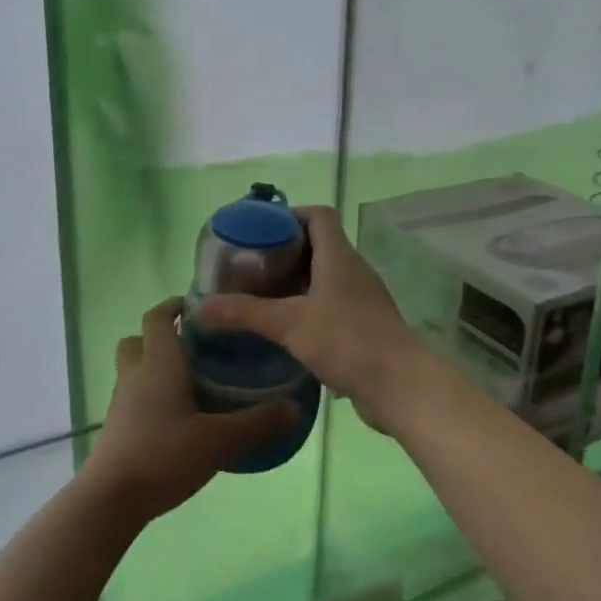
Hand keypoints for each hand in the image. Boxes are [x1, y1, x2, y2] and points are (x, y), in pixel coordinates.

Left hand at [80, 298, 300, 524]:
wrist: (110, 500)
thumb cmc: (163, 455)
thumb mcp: (218, 440)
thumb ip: (257, 423)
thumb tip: (295, 408)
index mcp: (159, 364)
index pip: (158, 317)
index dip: (174, 306)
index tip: (199, 309)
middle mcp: (135, 375)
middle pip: (139, 340)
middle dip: (161, 336)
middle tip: (195, 348)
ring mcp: (121, 403)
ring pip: (134, 370)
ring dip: (155, 367)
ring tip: (191, 384)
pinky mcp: (117, 428)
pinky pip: (134, 398)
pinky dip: (151, 397)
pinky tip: (178, 419)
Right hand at [197, 206, 427, 430]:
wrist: (401, 385)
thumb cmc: (347, 341)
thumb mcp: (289, 324)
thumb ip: (244, 313)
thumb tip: (199, 307)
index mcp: (339, 256)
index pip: (319, 215)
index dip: (290, 215)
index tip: (260, 231)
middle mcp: (354, 270)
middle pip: (319, 245)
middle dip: (285, 252)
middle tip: (251, 267)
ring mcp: (363, 298)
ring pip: (326, 277)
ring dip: (297, 282)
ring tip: (263, 296)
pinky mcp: (366, 325)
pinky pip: (333, 304)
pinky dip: (310, 307)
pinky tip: (289, 329)